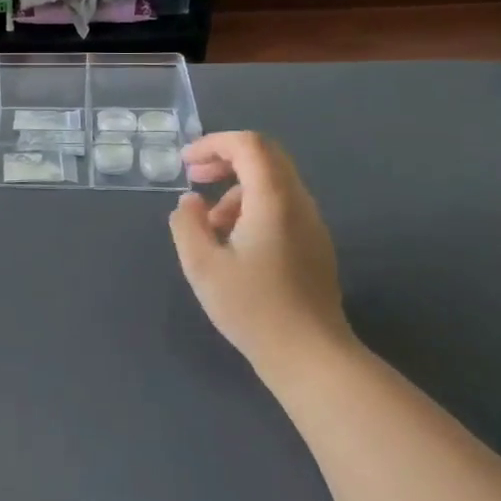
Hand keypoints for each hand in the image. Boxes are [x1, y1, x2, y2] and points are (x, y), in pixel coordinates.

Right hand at [169, 132, 354, 382]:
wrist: (310, 356)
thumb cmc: (253, 308)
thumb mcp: (202, 266)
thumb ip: (187, 225)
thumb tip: (190, 202)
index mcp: (273, 200)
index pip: (249, 145)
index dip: (214, 144)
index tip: (186, 164)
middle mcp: (299, 204)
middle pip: (266, 156)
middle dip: (226, 159)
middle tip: (195, 179)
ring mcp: (312, 225)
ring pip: (273, 183)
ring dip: (237, 190)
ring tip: (210, 227)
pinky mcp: (314, 246)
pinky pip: (282, 207)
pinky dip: (253, 208)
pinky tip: (234, 245)